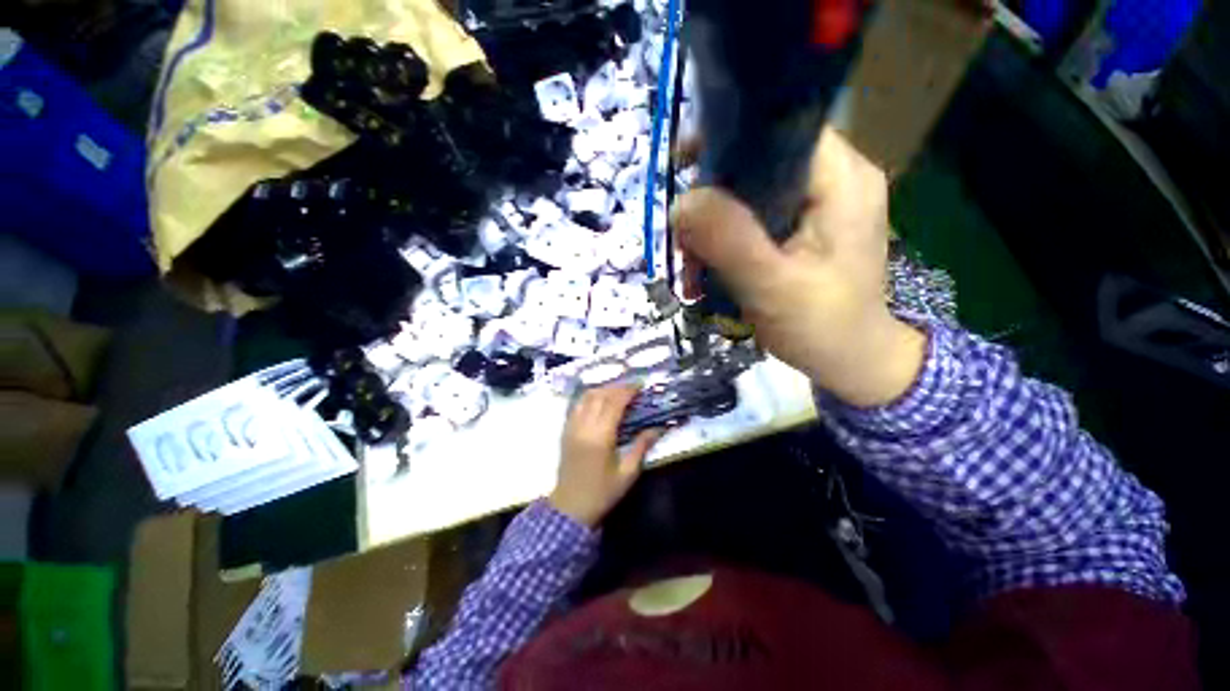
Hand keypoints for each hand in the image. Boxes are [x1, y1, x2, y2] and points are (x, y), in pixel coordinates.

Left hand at [550, 386, 663, 527]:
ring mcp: (571, 427)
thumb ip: (642, 446)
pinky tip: (599, 400)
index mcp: (600, 437)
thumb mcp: (627, 473)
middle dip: (617, 387)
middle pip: (600, 395)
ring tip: (618, 391)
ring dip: (603, 389)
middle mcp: (583, 426)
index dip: (628, 391)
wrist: (570, 508)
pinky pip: (576, 405)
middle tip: (633, 387)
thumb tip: (658, 428)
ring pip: (586, 397)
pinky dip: (589, 397)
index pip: (614, 403)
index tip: (641, 385)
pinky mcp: (565, 430)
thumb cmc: (602, 493)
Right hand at [673, 129, 925, 406]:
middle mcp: (834, 179)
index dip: (729, 140)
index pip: (781, 130)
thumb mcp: (773, 288)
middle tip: (686, 238)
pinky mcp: (804, 227)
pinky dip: (726, 238)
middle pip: (760, 161)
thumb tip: (681, 203)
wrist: (851, 360)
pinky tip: (710, 266)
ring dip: (714, 224)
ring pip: (751, 191)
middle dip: (713, 197)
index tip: (683, 167)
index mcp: (842, 180)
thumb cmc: (823, 327)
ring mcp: (819, 204)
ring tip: (694, 263)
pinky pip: (754, 217)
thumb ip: (729, 242)